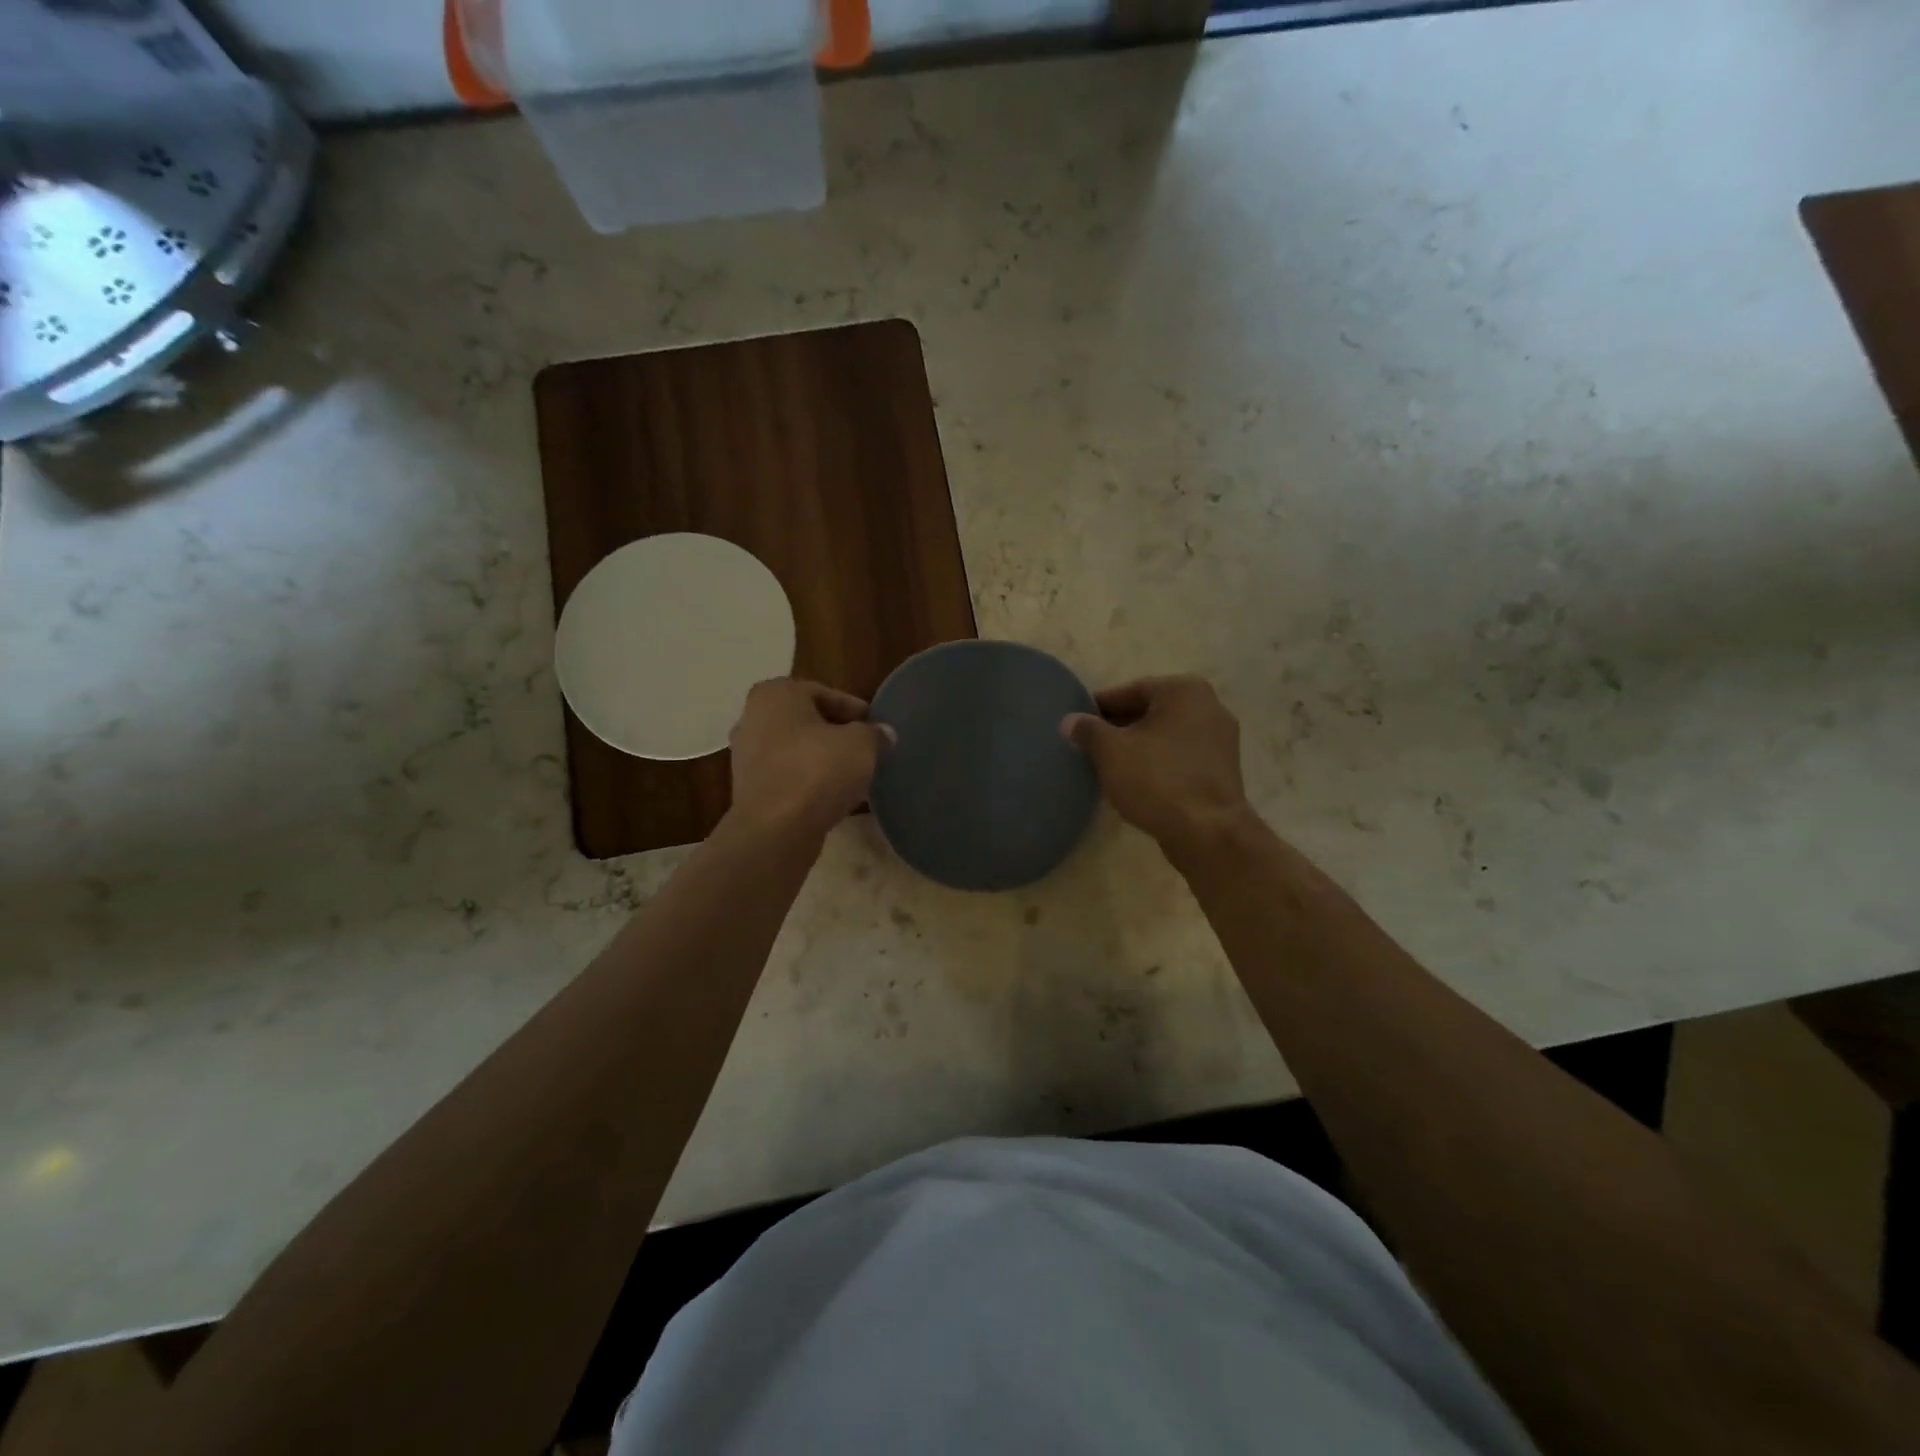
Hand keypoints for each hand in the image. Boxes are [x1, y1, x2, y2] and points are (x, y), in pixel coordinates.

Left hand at [728, 678, 892, 839]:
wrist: (776, 830)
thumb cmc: (817, 770)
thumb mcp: (861, 744)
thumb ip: (874, 734)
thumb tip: (884, 733)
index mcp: (775, 694)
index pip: (823, 693)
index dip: (854, 709)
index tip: (875, 726)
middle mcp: (752, 719)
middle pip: (806, 721)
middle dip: (836, 735)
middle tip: (866, 749)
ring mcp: (746, 757)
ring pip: (796, 751)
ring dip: (823, 760)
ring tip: (854, 775)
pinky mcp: (749, 790)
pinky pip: (788, 778)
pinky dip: (809, 783)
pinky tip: (834, 797)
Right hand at [1062, 676, 1252, 856]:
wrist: (1208, 832)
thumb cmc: (1157, 779)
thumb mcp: (1111, 751)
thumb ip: (1087, 730)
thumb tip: (1070, 720)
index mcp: (1184, 690)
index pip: (1130, 691)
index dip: (1099, 707)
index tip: (1078, 724)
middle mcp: (1210, 706)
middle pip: (1151, 711)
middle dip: (1120, 727)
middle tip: (1090, 745)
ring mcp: (1221, 739)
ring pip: (1166, 736)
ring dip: (1139, 746)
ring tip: (1109, 765)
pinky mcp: (1223, 770)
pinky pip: (1181, 757)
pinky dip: (1159, 763)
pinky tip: (1137, 781)